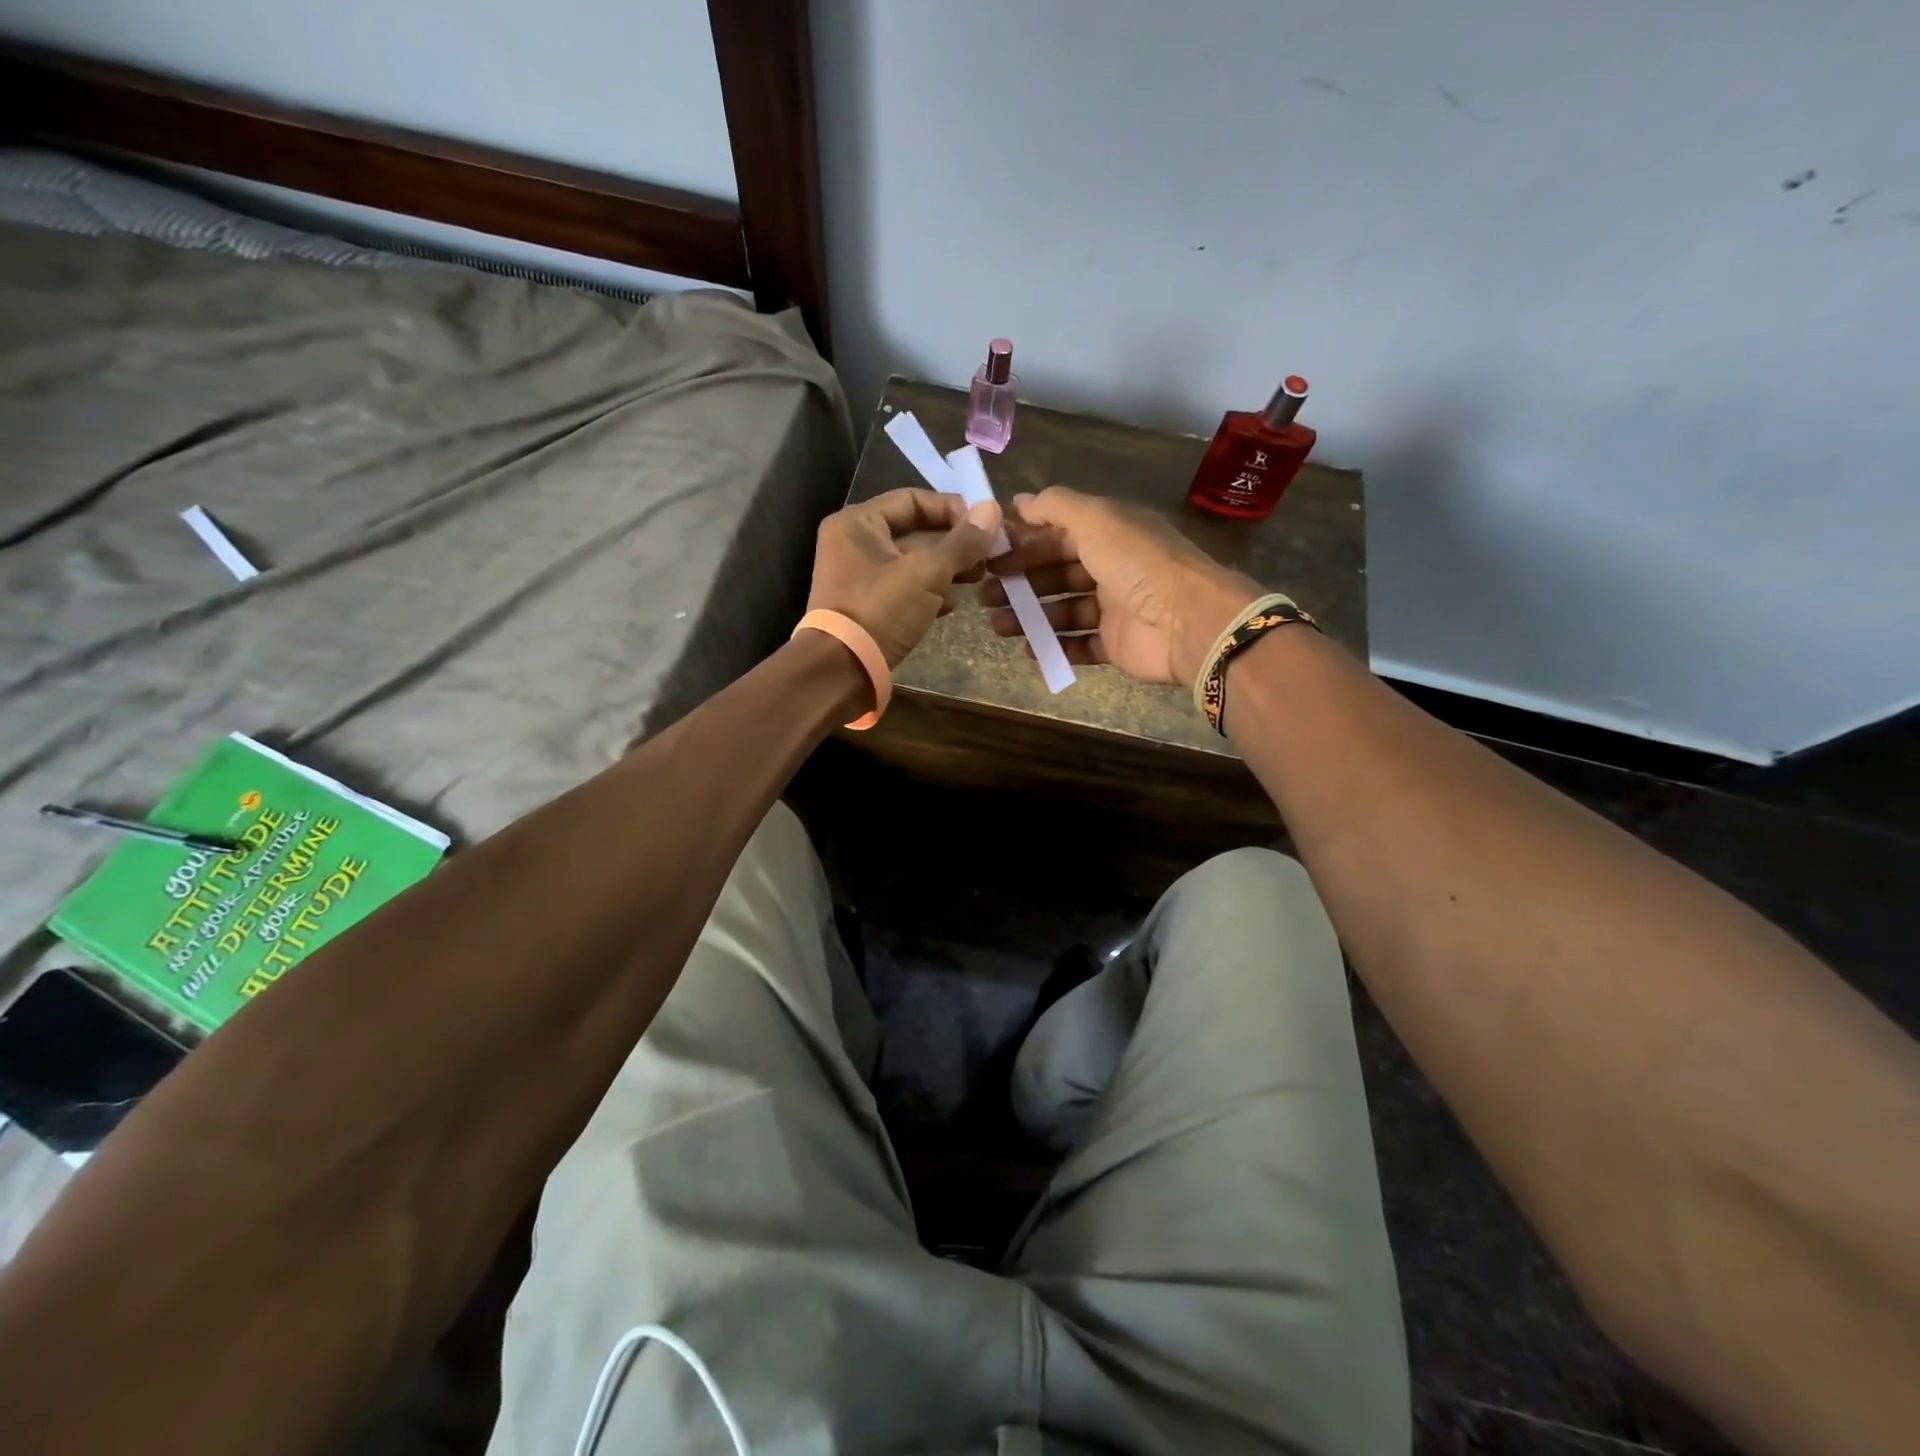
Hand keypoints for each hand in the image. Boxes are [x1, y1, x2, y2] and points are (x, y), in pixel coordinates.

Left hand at [808, 488, 1002, 666]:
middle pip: (915, 532)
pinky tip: (952, 605)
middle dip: (954, 544)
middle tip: (988, 557)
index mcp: (858, 523)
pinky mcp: (870, 607)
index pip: (913, 500)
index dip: (952, 509)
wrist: (843, 670)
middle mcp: (855, 544)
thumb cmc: (881, 610)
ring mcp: (861, 578)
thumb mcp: (926, 572)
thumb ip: (962, 542)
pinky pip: (906, 590)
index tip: (985, 527)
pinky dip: (929, 593)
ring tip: (978, 579)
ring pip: (914, 564)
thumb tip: (993, 510)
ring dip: (947, 570)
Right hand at [981, 487, 1259, 686]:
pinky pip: (1080, 645)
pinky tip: (1029, 649)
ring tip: (996, 626)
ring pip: (1063, 611)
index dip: (1024, 543)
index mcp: (1109, 534)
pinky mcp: (1117, 644)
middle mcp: (1112, 568)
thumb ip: (1056, 507)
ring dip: (1029, 617)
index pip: (1058, 535)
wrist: (1186, 621)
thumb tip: (1018, 501)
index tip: (989, 556)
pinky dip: (1055, 646)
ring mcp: (1115, 609)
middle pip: (1057, 573)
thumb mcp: (1096, 519)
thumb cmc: (1138, 564)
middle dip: (1020, 582)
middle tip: (984, 594)